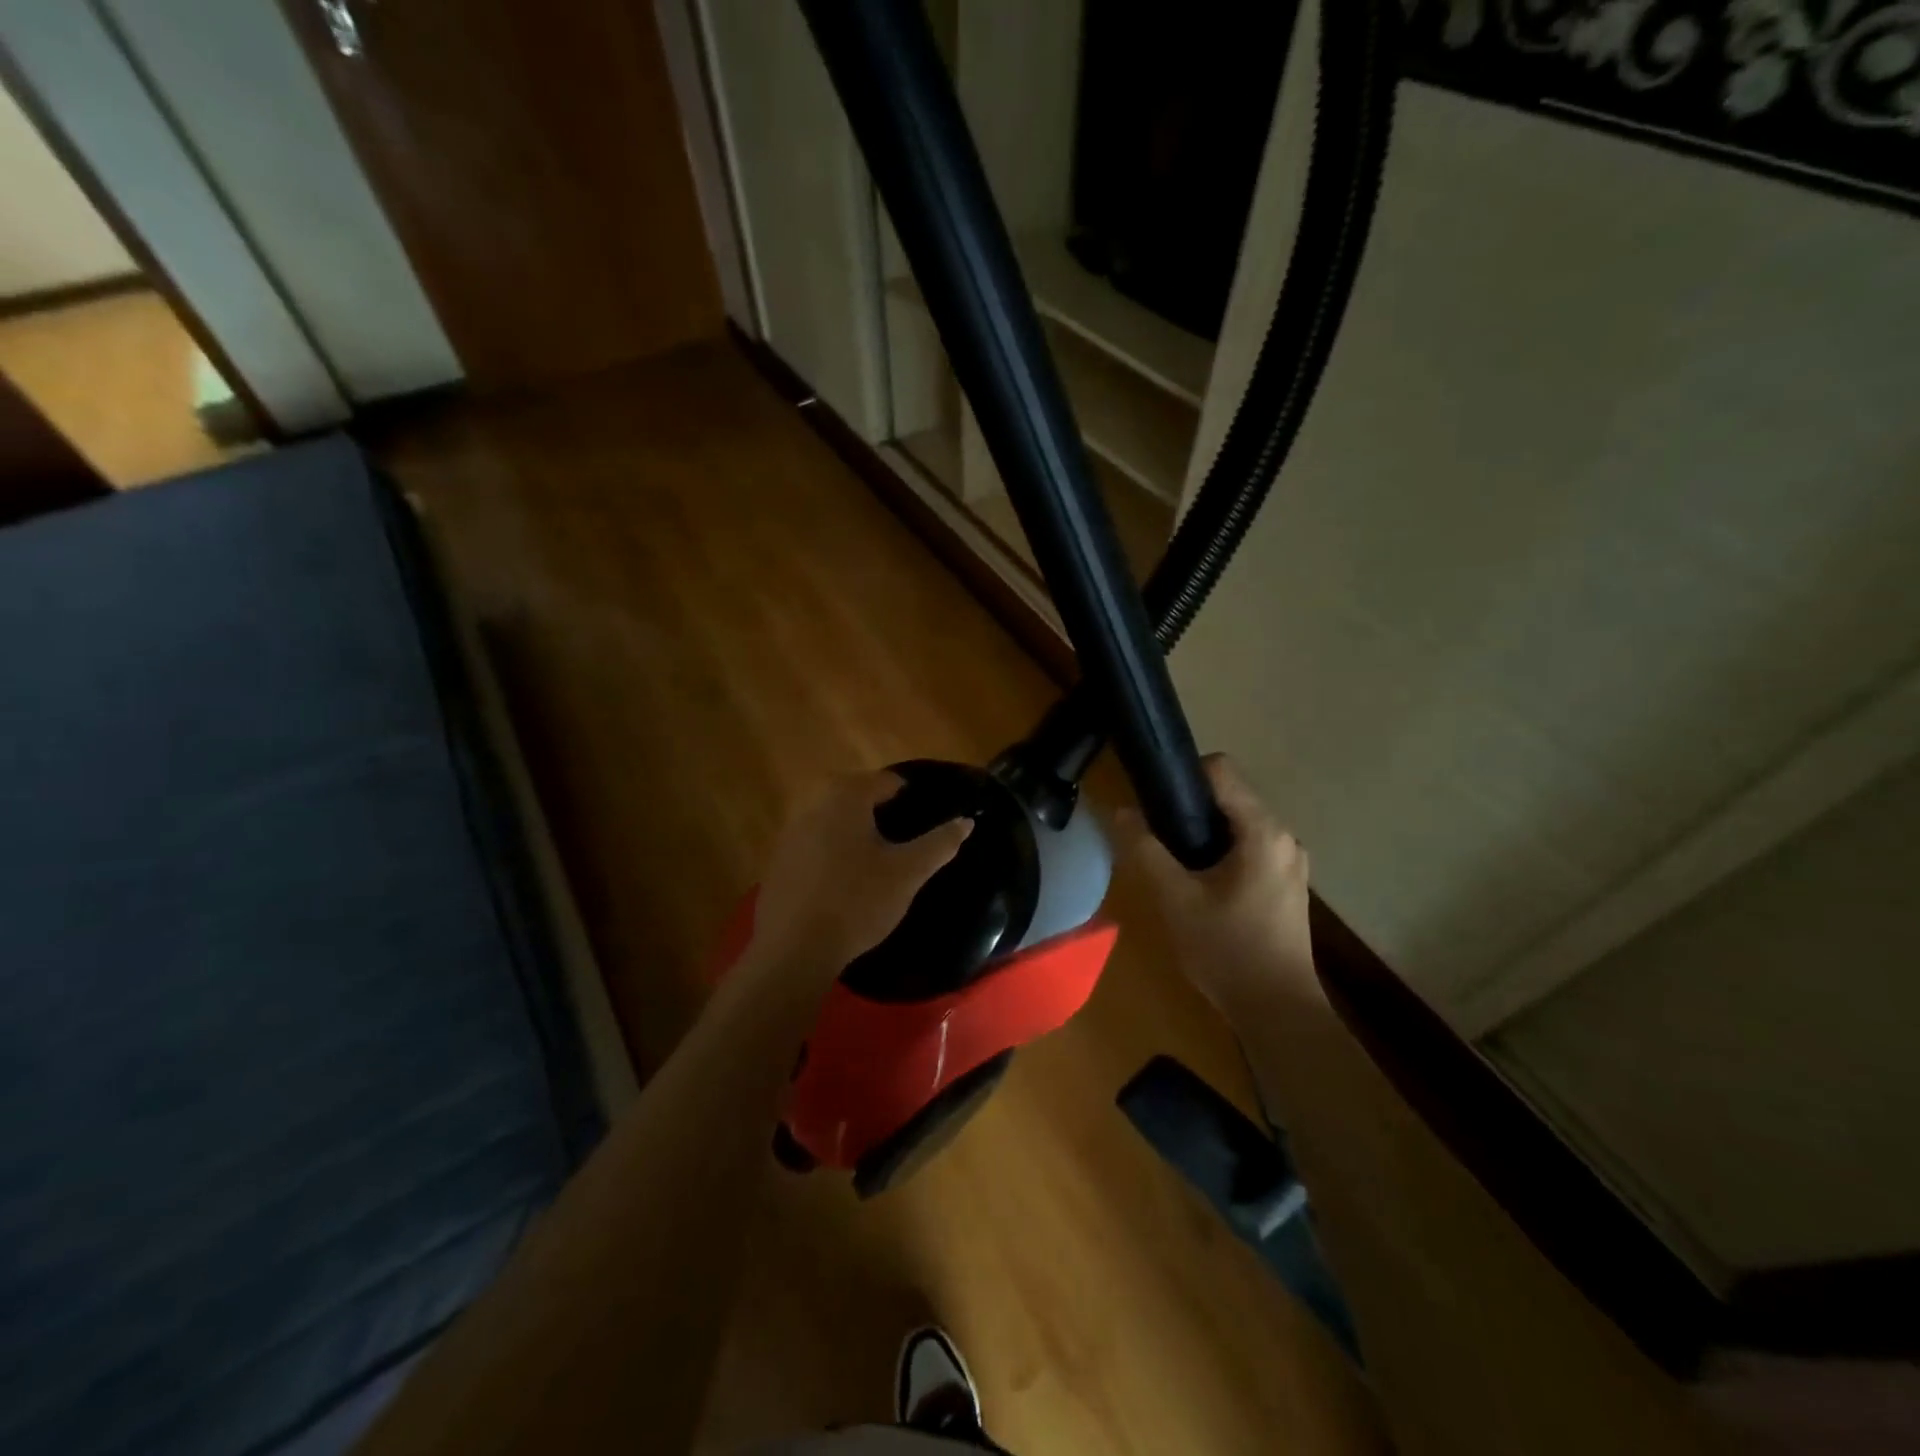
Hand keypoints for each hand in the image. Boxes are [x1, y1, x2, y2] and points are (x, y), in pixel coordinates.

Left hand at [750, 771, 972, 976]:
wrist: (792, 949)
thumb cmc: (857, 902)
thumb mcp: (908, 873)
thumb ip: (939, 843)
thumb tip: (966, 821)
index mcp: (846, 795)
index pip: (888, 781)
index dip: (911, 798)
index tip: (926, 821)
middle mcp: (813, 802)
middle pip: (857, 796)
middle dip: (881, 814)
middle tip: (905, 843)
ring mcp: (790, 831)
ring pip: (834, 820)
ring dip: (855, 833)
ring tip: (878, 862)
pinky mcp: (778, 860)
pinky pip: (814, 844)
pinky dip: (833, 853)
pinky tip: (844, 882)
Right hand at [1114, 755, 1321, 1014]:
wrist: (1278, 1012)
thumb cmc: (1227, 950)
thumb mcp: (1176, 899)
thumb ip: (1145, 850)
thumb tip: (1119, 812)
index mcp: (1262, 831)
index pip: (1221, 769)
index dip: (1182, 774)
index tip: (1153, 799)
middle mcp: (1283, 837)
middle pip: (1229, 796)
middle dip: (1189, 808)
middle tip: (1155, 836)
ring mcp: (1289, 862)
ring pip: (1237, 824)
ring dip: (1203, 833)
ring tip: (1172, 862)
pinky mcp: (1286, 884)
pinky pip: (1248, 848)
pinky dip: (1221, 852)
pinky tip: (1199, 885)